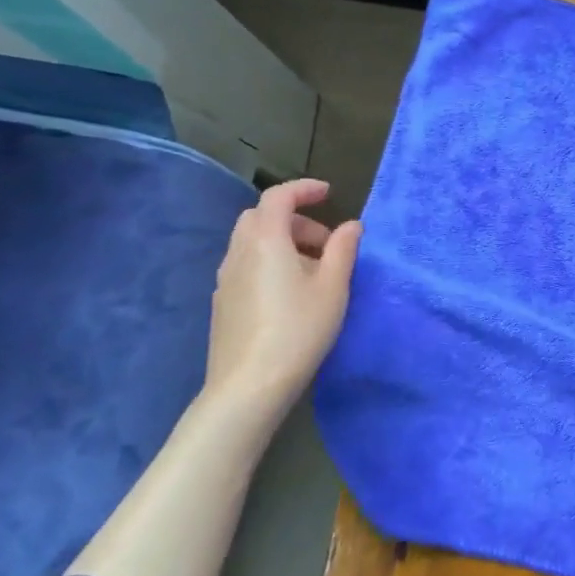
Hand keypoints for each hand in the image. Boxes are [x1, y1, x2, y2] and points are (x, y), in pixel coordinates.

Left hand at [202, 179, 360, 416]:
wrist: (248, 386)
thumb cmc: (298, 330)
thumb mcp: (333, 287)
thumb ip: (343, 250)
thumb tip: (351, 226)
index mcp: (266, 240)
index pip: (278, 197)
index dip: (303, 189)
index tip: (328, 194)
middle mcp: (239, 252)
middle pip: (262, 218)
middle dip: (295, 220)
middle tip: (326, 243)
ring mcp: (225, 279)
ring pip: (252, 243)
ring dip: (283, 243)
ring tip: (314, 272)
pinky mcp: (223, 302)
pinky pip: (247, 265)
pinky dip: (270, 262)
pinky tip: (291, 294)